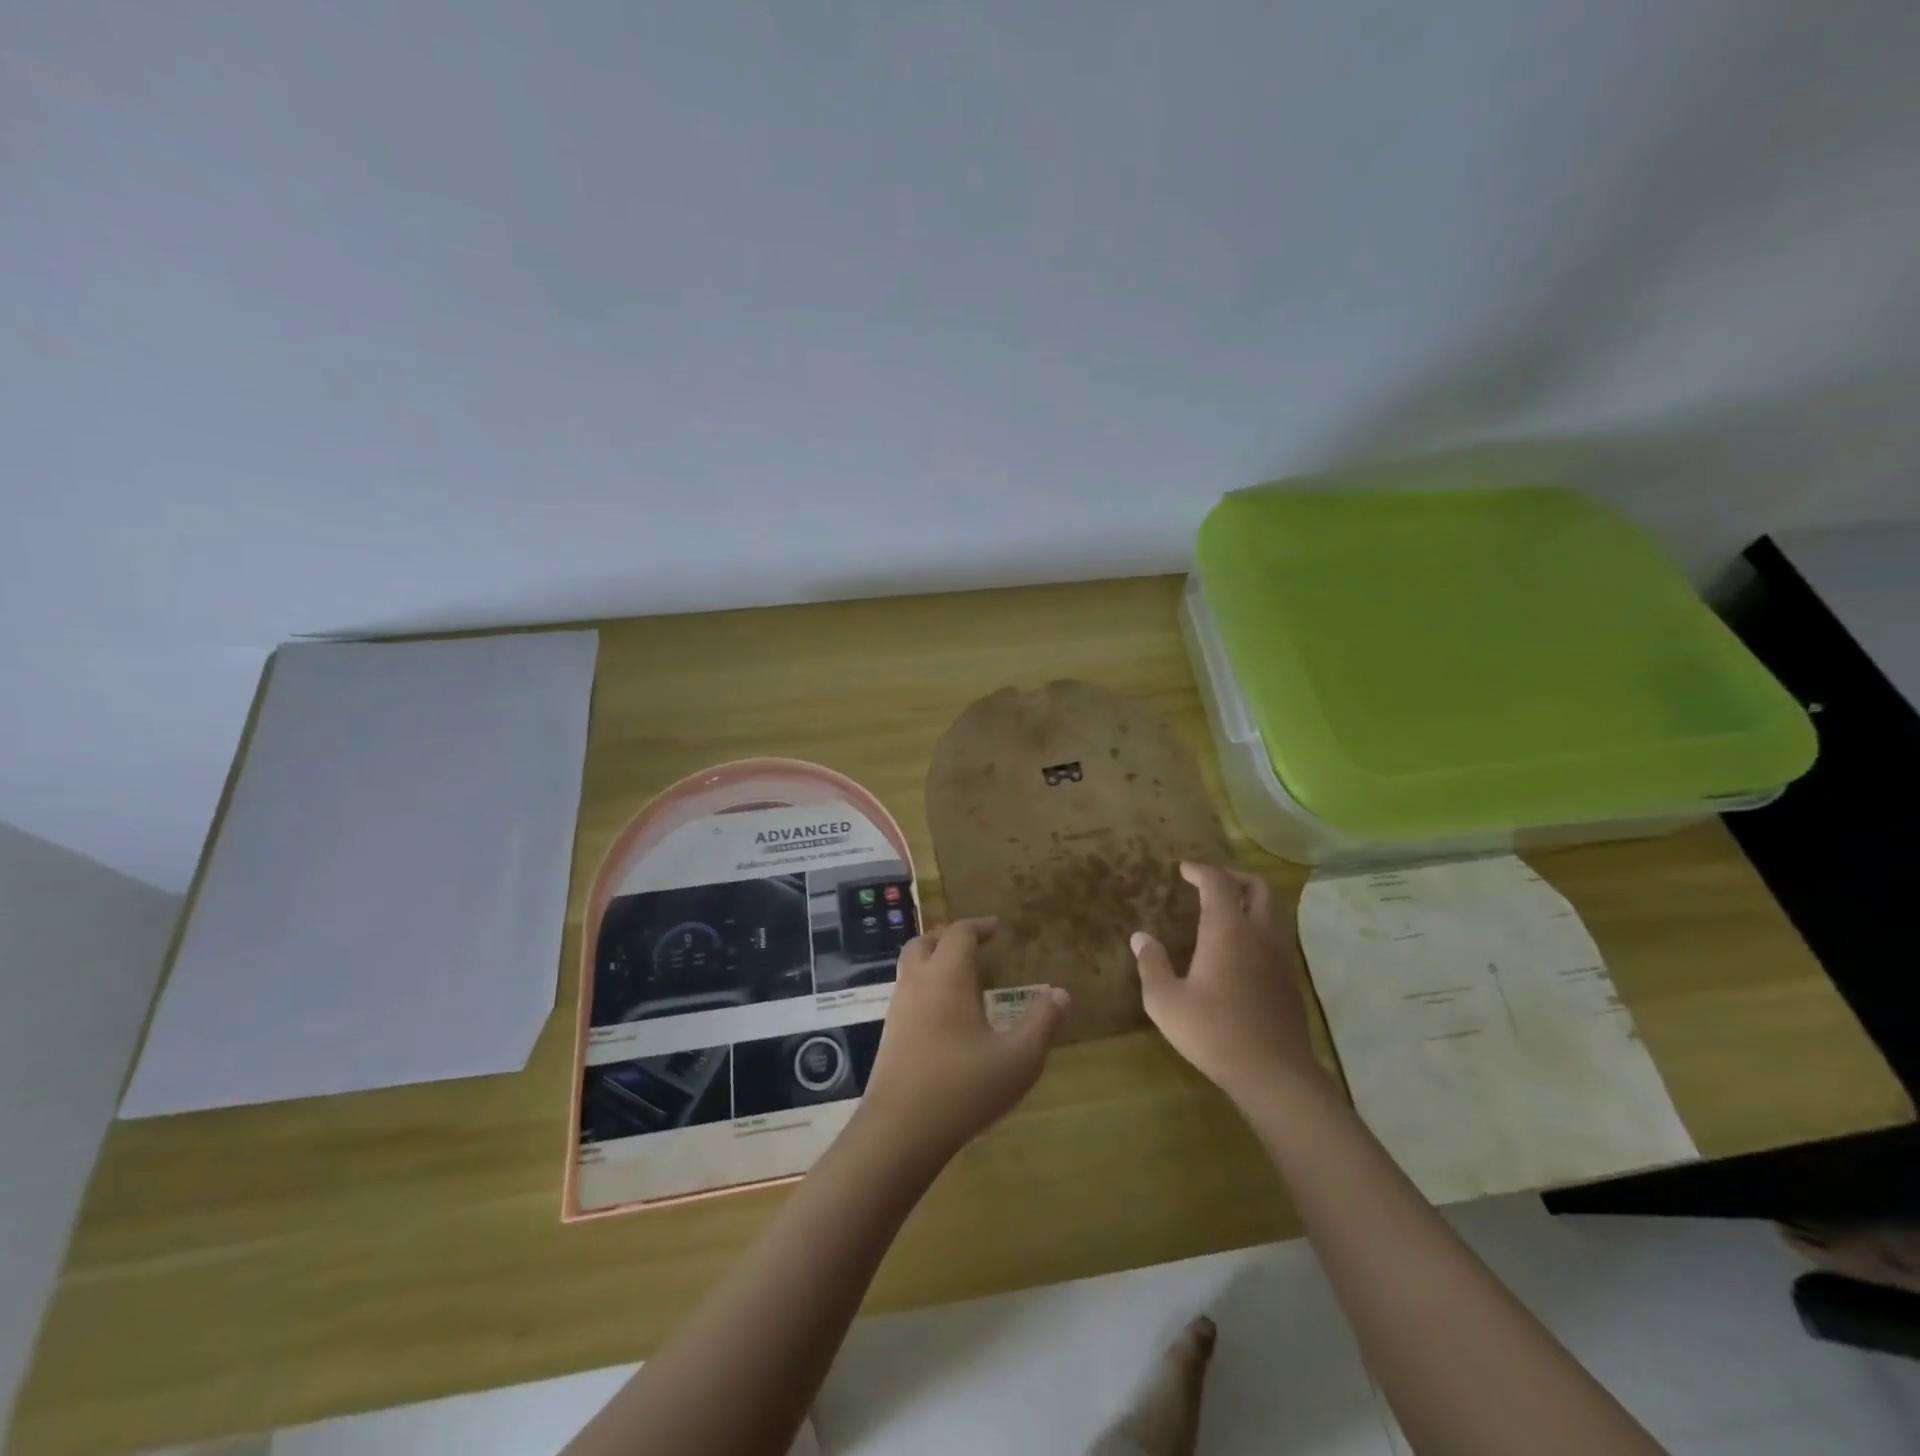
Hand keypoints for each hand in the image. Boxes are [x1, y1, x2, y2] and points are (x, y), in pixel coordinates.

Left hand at [861, 918, 1069, 1162]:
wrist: (900, 1131)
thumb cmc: (963, 1088)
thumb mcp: (1018, 1059)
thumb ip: (1042, 1023)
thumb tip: (1061, 994)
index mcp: (947, 977)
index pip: (959, 933)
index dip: (979, 926)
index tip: (997, 929)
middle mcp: (918, 984)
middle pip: (925, 942)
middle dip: (948, 937)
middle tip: (973, 946)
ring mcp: (898, 1010)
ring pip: (910, 968)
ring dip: (933, 961)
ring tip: (961, 979)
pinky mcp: (889, 1037)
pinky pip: (907, 995)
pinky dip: (925, 988)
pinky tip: (944, 1017)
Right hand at [1130, 863, 1319, 1104]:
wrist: (1274, 1072)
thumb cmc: (1213, 1031)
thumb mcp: (1166, 1001)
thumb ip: (1151, 964)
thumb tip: (1140, 937)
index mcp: (1227, 929)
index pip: (1217, 882)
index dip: (1200, 870)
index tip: (1184, 869)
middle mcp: (1259, 933)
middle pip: (1257, 887)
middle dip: (1233, 877)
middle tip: (1209, 882)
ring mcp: (1280, 955)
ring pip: (1273, 910)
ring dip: (1250, 900)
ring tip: (1225, 910)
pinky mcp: (1290, 978)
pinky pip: (1276, 935)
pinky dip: (1258, 926)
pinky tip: (1240, 948)